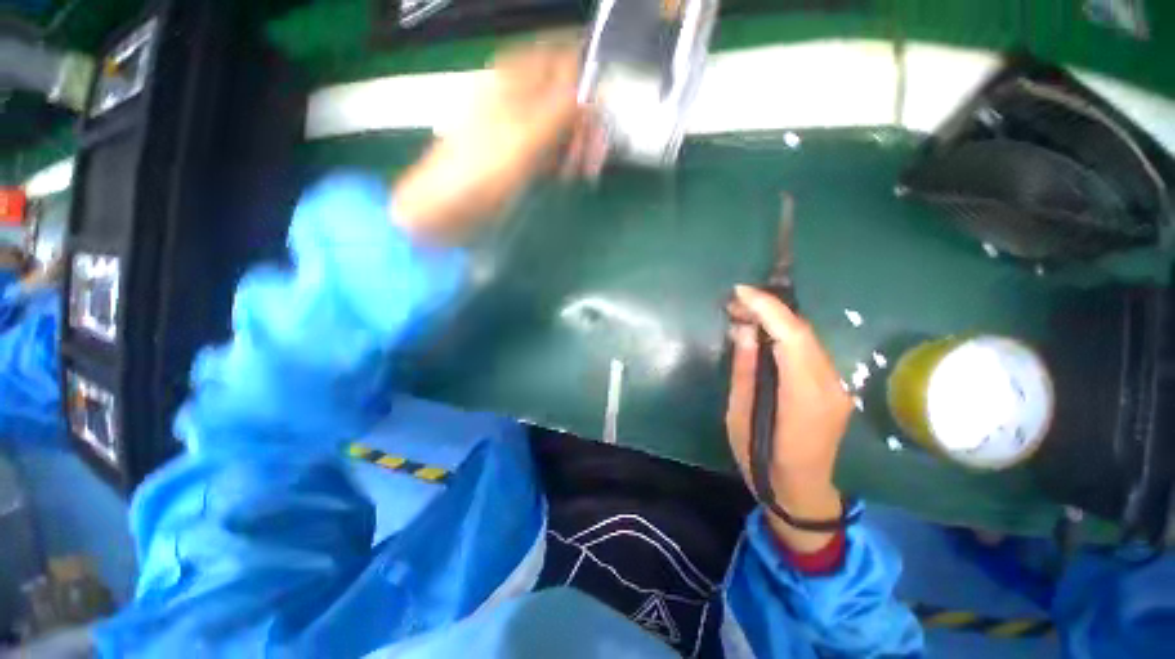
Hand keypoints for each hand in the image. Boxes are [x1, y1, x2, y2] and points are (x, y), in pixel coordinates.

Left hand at [393, 42, 582, 243]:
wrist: (449, 206)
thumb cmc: (481, 170)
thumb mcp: (524, 137)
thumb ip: (559, 110)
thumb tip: (592, 91)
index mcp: (514, 79)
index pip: (561, 59)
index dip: (585, 79)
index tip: (600, 111)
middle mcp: (520, 98)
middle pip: (567, 96)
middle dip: (586, 124)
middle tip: (595, 155)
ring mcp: (522, 127)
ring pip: (563, 125)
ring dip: (579, 146)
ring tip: (584, 172)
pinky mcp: (523, 154)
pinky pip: (553, 148)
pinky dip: (565, 160)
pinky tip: (567, 176)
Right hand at [726, 285, 852, 551]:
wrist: (802, 491)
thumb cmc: (761, 459)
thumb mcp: (739, 415)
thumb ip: (744, 370)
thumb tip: (744, 330)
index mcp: (803, 396)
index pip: (791, 337)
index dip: (767, 308)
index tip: (739, 293)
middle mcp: (828, 385)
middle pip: (802, 331)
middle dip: (768, 308)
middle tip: (734, 303)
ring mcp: (835, 386)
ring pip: (807, 337)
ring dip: (776, 319)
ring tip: (743, 313)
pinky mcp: (832, 386)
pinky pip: (808, 349)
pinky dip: (784, 334)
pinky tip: (763, 333)